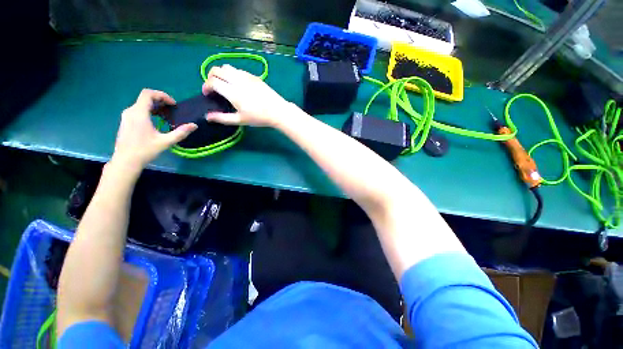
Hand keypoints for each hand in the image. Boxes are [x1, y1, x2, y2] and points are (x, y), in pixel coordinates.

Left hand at [112, 89, 197, 168]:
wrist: (126, 161)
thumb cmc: (145, 150)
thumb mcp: (166, 142)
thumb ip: (180, 132)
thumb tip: (194, 125)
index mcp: (139, 113)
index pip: (148, 94)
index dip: (162, 95)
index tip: (173, 104)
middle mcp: (130, 111)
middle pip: (145, 98)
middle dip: (160, 101)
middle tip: (172, 110)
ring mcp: (126, 116)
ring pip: (141, 104)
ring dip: (155, 107)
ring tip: (166, 116)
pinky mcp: (126, 122)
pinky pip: (138, 110)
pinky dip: (149, 111)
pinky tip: (156, 121)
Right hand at [201, 65, 292, 127]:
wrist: (278, 111)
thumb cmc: (259, 117)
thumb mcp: (240, 120)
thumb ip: (223, 118)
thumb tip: (207, 117)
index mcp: (232, 91)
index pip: (212, 81)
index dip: (206, 86)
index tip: (207, 94)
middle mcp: (237, 80)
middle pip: (217, 70)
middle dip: (210, 77)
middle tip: (213, 88)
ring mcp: (246, 76)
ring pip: (227, 67)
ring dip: (221, 73)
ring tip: (224, 85)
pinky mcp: (254, 76)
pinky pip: (238, 70)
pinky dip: (232, 74)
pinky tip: (237, 84)